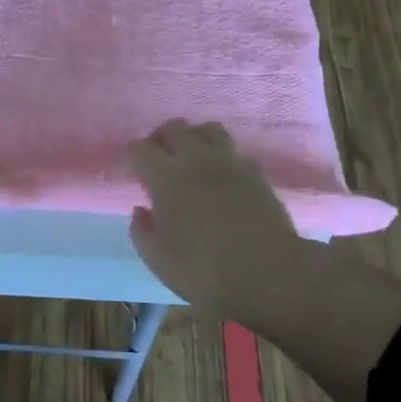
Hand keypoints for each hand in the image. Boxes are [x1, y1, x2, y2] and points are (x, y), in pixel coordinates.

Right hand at [125, 120, 307, 317]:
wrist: (269, 273)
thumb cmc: (205, 270)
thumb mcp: (159, 260)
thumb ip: (142, 231)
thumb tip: (140, 210)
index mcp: (166, 177)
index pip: (139, 149)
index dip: (131, 157)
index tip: (131, 172)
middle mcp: (196, 159)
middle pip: (174, 127)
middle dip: (160, 139)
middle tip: (158, 160)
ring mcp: (229, 162)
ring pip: (207, 129)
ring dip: (193, 137)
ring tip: (190, 158)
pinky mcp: (255, 172)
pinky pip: (232, 150)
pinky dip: (220, 155)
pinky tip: (218, 176)